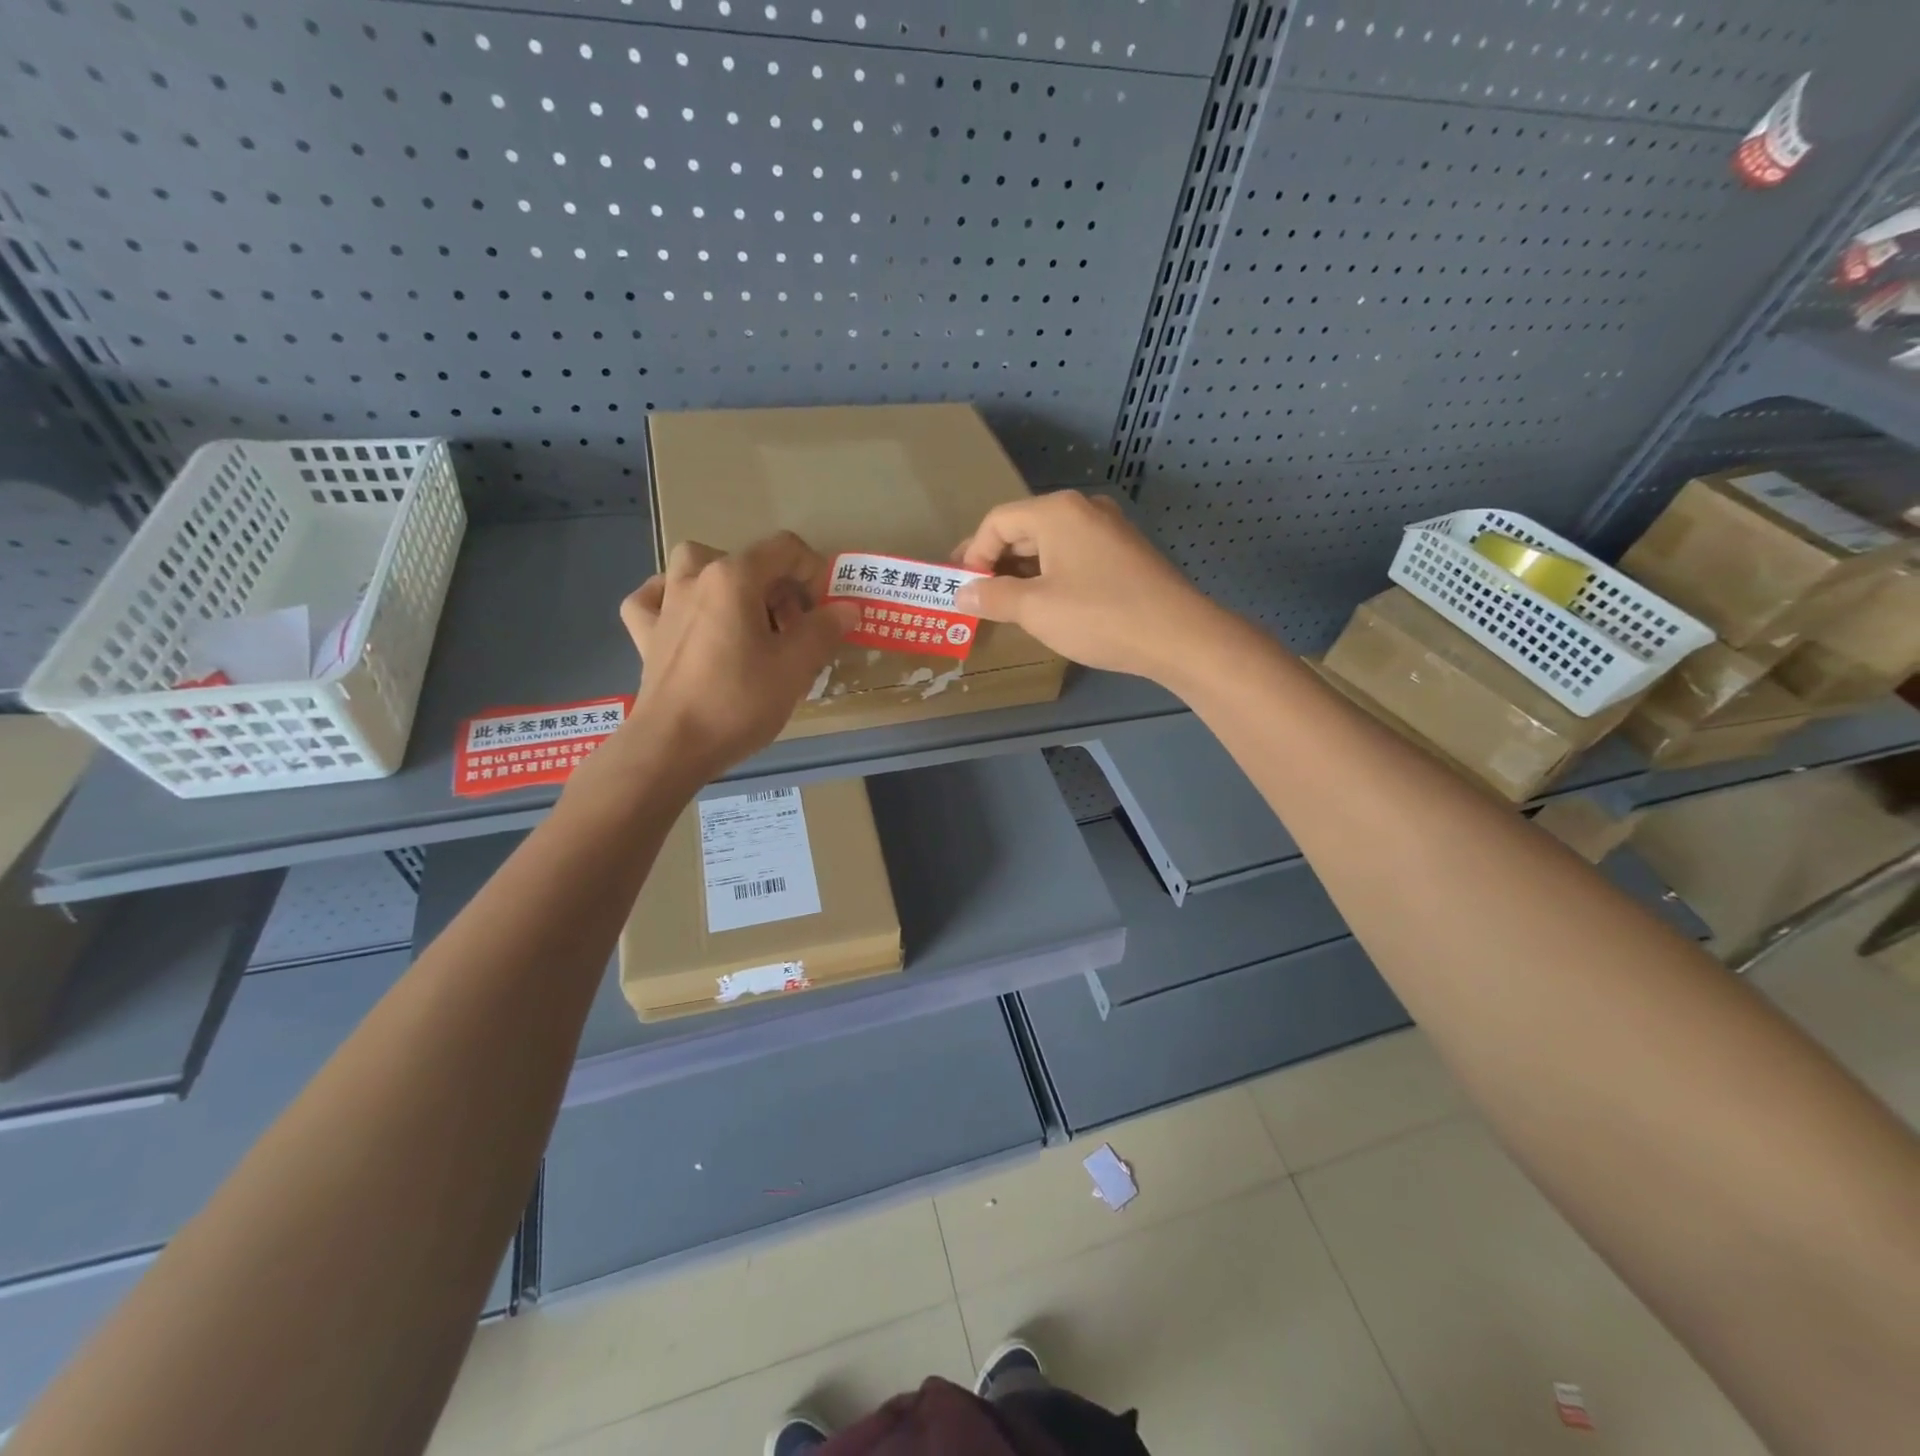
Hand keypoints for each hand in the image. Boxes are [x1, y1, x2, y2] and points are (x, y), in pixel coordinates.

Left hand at [617, 533, 857, 778]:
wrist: (672, 746)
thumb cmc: (739, 701)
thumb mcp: (795, 667)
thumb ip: (824, 630)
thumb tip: (846, 609)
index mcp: (734, 577)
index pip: (785, 548)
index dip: (813, 571)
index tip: (824, 610)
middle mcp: (696, 578)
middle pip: (747, 560)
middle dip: (778, 589)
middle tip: (793, 631)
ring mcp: (664, 603)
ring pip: (697, 568)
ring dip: (726, 582)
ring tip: (744, 618)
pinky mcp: (645, 633)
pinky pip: (655, 599)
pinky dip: (673, 600)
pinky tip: (686, 618)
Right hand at [954, 491, 1220, 682]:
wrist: (1177, 636)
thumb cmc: (1098, 616)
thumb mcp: (1035, 609)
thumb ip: (993, 597)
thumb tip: (962, 594)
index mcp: (1058, 512)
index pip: (998, 521)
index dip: (973, 554)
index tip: (962, 589)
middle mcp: (1083, 509)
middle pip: (1024, 529)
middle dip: (995, 562)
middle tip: (976, 596)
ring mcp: (1109, 530)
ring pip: (1050, 545)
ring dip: (1022, 572)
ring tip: (1005, 605)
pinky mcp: (1124, 554)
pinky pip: (1074, 557)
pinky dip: (1050, 576)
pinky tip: (1045, 604)